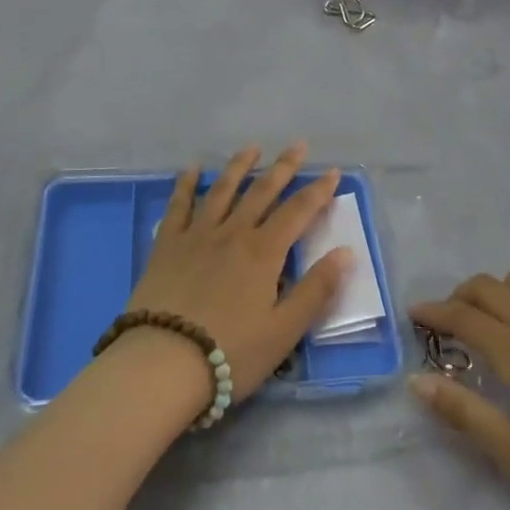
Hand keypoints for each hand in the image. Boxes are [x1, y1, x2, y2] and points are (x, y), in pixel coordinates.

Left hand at [124, 142, 350, 401]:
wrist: (162, 364)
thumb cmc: (231, 352)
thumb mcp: (284, 330)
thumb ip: (317, 289)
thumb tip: (346, 252)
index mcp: (264, 252)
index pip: (298, 211)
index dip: (318, 190)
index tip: (333, 171)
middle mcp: (233, 233)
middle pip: (262, 191)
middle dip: (283, 167)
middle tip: (297, 145)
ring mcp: (197, 235)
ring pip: (222, 190)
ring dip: (239, 166)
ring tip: (252, 148)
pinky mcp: (167, 245)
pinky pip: (178, 205)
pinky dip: (186, 184)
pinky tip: (192, 169)